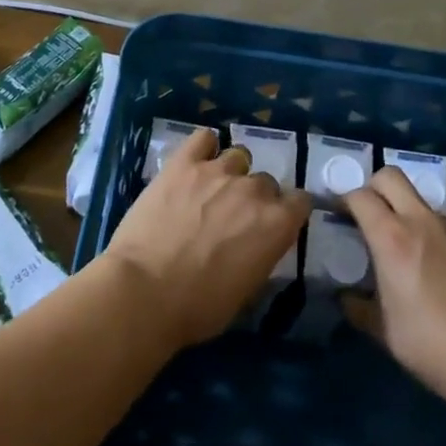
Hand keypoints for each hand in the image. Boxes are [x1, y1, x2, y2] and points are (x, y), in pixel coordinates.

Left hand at [105, 129, 311, 347]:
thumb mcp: (246, 290)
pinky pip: (203, 138)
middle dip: (254, 198)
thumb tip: (258, 243)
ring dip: (230, 173)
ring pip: (238, 157)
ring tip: (210, 191)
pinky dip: (204, 147)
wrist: (144, 291)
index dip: (288, 212)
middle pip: (266, 181)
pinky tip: (195, 162)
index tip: (275, 224)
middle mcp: (253, 190)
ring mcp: (217, 171)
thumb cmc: (198, 307)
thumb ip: (261, 254)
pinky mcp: (183, 163)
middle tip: (232, 218)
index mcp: (276, 224)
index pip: (301, 201)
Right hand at [343, 166, 445, 406]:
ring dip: (399, 207)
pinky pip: (435, 219)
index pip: (360, 196)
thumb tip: (346, 297)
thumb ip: (359, 308)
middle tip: (363, 216)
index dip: (343, 201)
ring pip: (416, 196)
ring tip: (392, 242)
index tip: (336, 218)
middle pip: (390, 176)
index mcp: (392, 238)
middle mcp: (421, 221)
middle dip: (371, 187)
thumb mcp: (384, 331)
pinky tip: (421, 261)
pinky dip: (420, 226)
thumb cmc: (433, 345)